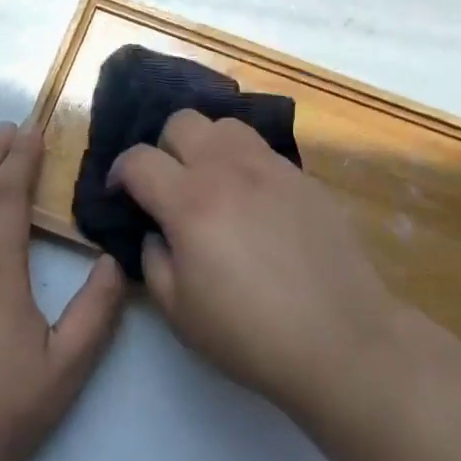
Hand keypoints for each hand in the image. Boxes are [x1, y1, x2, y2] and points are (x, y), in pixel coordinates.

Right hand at [109, 110, 401, 417]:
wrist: (340, 338)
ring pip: (225, 125)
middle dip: (163, 148)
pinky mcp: (302, 176)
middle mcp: (228, 168)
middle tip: (168, 186)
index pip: (139, 159)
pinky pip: (261, 150)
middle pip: (182, 122)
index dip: (120, 172)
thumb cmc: (251, 334)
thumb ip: (154, 259)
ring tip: (211, 182)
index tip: (121, 193)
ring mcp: (270, 166)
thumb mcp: (180, 311)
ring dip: (206, 145)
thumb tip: (158, 230)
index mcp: (190, 201)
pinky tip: (253, 201)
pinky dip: (244, 163)